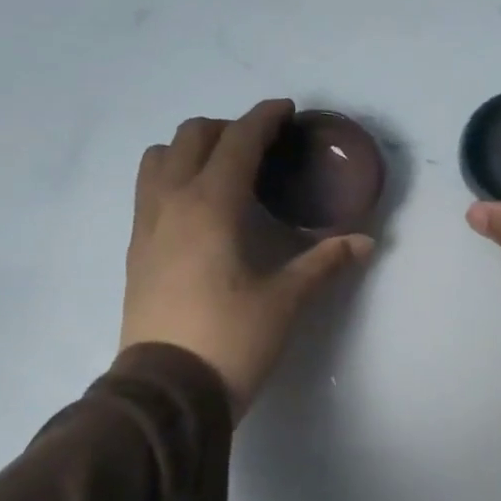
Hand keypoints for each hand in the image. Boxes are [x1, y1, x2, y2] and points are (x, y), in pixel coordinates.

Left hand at [121, 99, 374, 418]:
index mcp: (210, 206)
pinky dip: (172, 178)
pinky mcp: (135, 251)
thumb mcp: (285, 301)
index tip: (286, 110)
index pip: (237, 142)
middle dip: (227, 129)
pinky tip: (197, 209)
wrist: (168, 390)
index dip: (263, 119)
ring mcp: (146, 226)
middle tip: (260, 148)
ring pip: (158, 159)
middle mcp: (171, 203)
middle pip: (191, 137)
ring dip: (190, 150)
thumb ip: (323, 263)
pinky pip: (148, 190)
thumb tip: (365, 242)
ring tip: (221, 171)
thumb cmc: (232, 340)